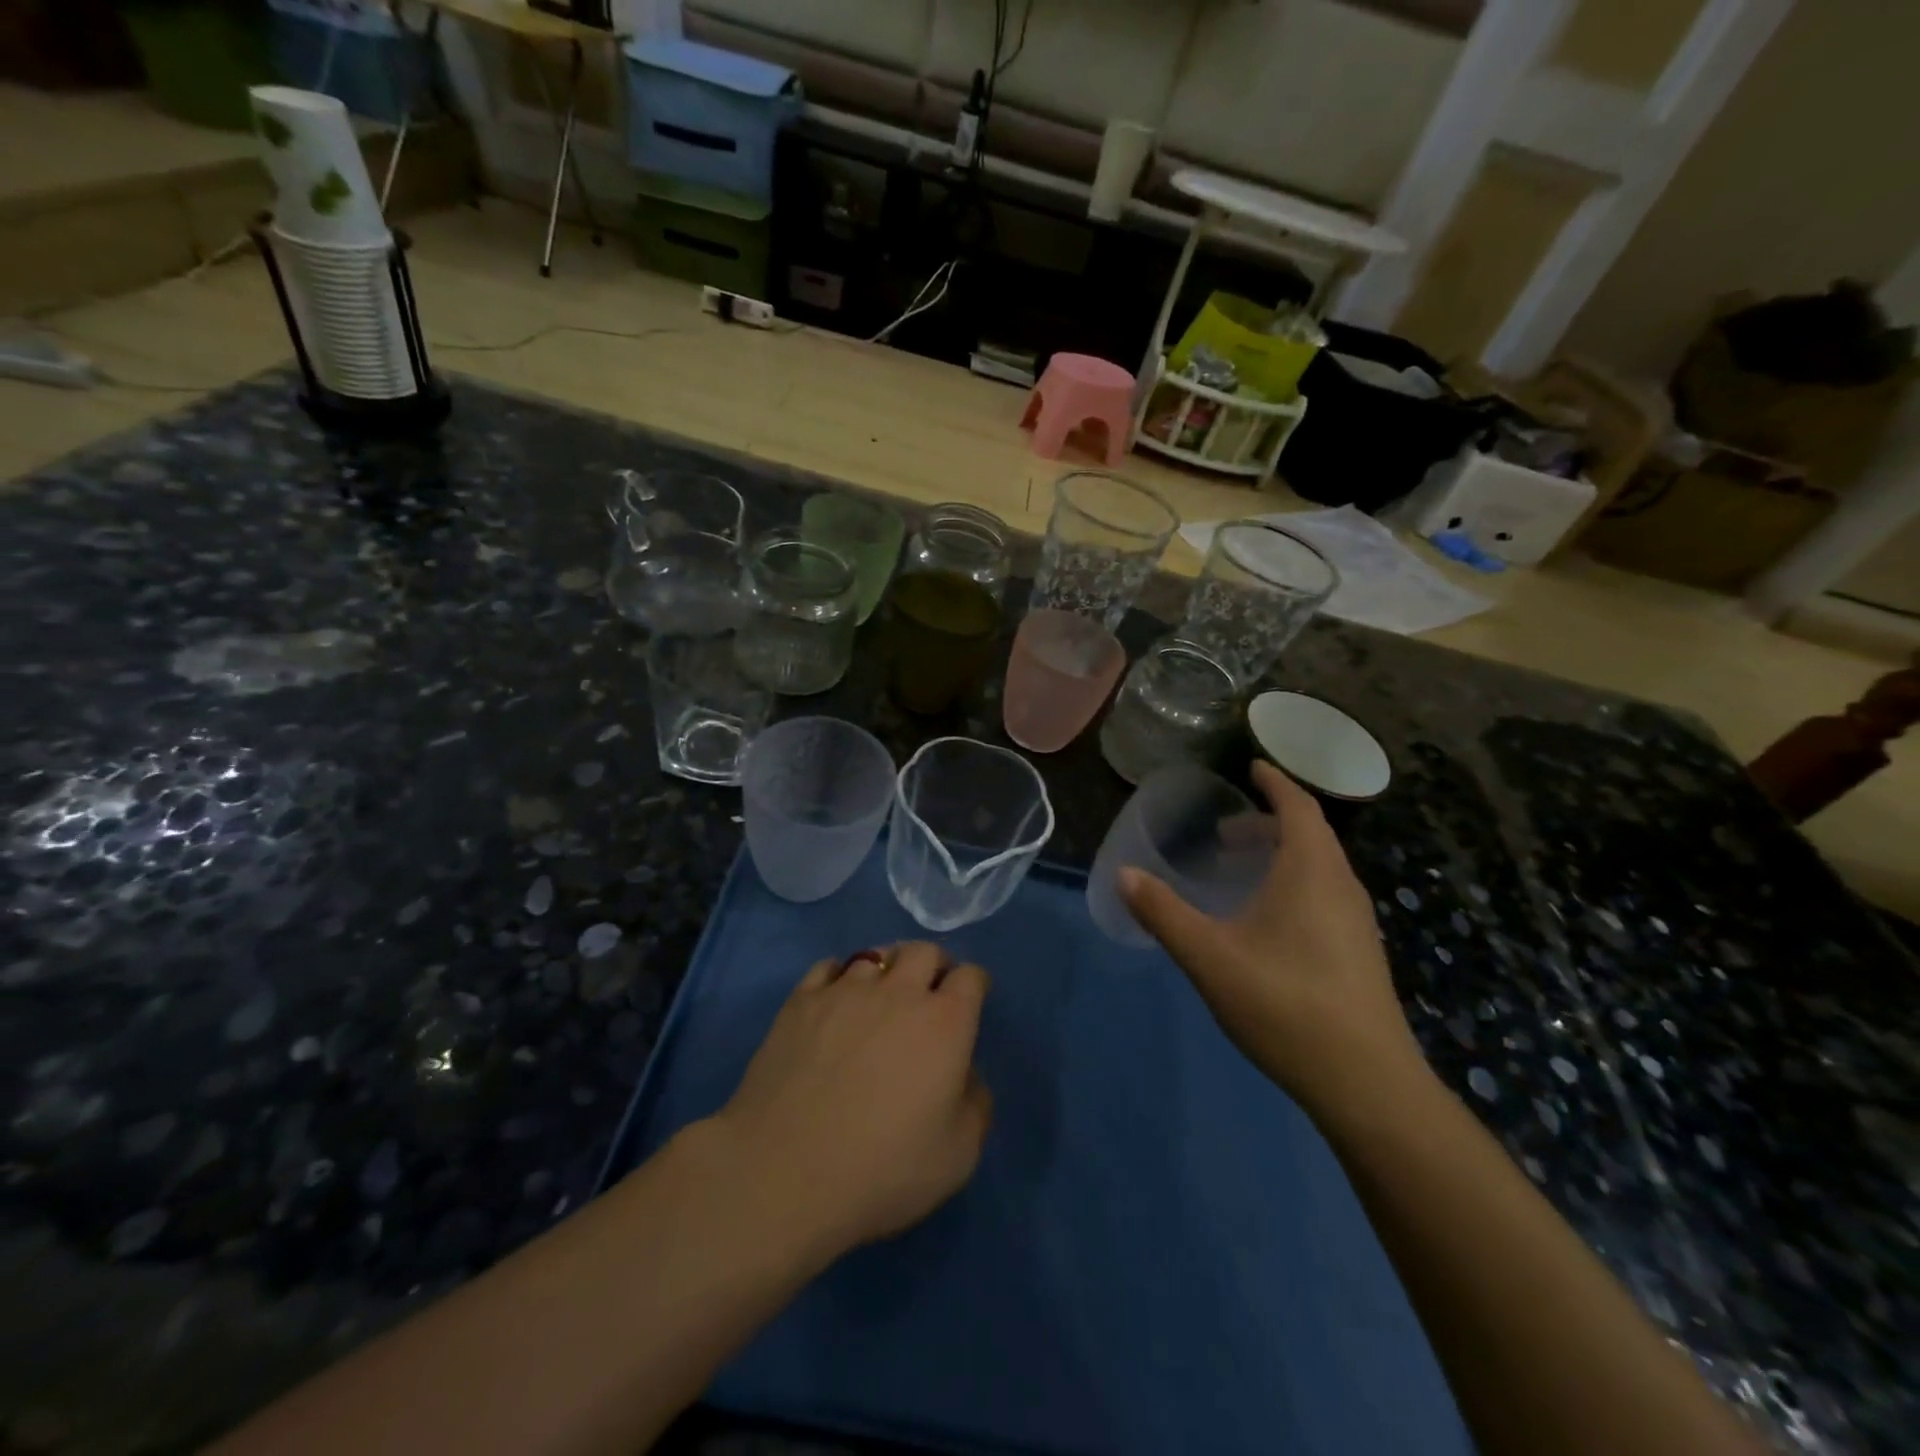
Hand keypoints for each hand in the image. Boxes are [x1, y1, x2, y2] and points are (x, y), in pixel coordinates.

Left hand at [699, 942, 992, 1266]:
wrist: (783, 1172)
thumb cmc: (881, 1170)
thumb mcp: (958, 1156)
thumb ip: (975, 1104)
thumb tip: (965, 1074)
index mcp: (944, 1023)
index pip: (970, 977)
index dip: (975, 985)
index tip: (971, 1002)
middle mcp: (898, 992)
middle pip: (924, 951)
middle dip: (935, 965)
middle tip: (930, 991)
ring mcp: (845, 991)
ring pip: (876, 954)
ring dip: (888, 968)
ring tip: (882, 993)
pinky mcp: (800, 1001)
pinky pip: (827, 966)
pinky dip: (839, 975)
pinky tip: (836, 998)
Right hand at [1120, 761, 1424, 1113]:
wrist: (1367, 1084)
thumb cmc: (1285, 1004)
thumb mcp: (1210, 957)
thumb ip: (1164, 913)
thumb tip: (1124, 874)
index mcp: (1311, 872)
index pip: (1298, 807)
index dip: (1275, 782)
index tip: (1252, 766)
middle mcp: (1341, 886)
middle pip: (1310, 835)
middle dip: (1270, 821)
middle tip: (1227, 830)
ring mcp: (1357, 921)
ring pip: (1320, 867)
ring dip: (1283, 853)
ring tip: (1242, 868)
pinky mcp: (1360, 952)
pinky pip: (1326, 893)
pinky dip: (1296, 881)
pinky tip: (1268, 918)